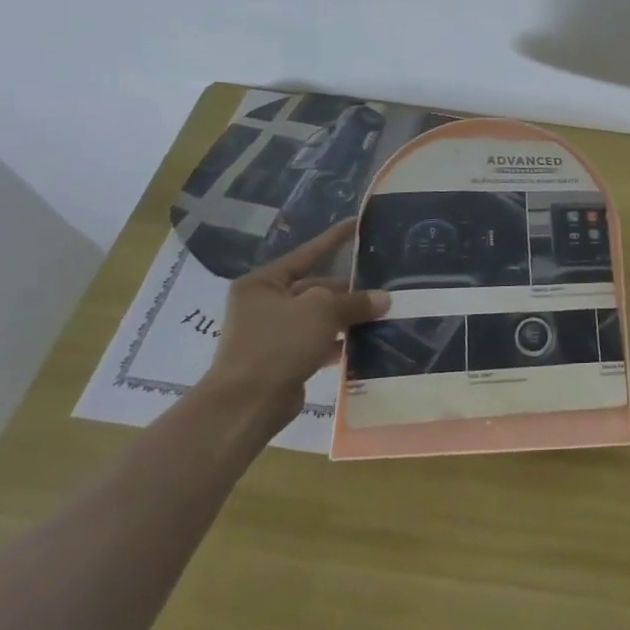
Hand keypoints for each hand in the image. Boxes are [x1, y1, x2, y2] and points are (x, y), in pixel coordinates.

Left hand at [202, 221, 388, 427]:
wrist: (245, 405)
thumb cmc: (277, 344)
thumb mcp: (321, 312)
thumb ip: (354, 301)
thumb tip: (384, 298)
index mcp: (263, 283)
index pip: (306, 253)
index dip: (334, 239)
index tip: (358, 223)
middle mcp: (265, 304)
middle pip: (315, 287)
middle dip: (348, 289)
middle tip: (383, 283)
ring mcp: (273, 333)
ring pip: (319, 316)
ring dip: (347, 316)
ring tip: (382, 311)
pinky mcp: (283, 360)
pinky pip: (318, 342)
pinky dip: (340, 341)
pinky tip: (367, 340)